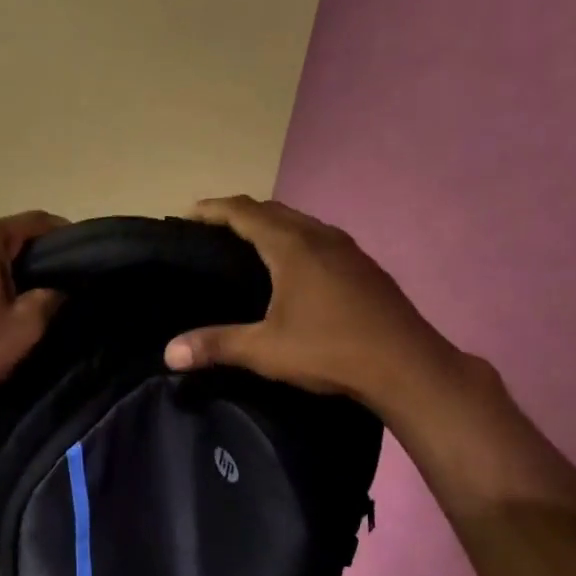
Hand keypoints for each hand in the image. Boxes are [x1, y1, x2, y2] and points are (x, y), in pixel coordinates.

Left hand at [0, 211, 67, 430]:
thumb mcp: (27, 326)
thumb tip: (64, 283)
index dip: (64, 236)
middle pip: (9, 233)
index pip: (34, 222)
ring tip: (32, 293)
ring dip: (11, 265)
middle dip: (36, 253)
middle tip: (61, 281)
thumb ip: (53, 295)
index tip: (83, 259)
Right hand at [163, 197, 467, 422]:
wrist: (407, 366)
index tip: (189, 213)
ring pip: (301, 222)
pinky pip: (320, 238)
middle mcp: (320, 237)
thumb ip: (216, 345)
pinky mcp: (365, 268)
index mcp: (292, 247)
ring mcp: (348, 250)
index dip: (214, 209)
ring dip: (272, 224)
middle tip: (213, 228)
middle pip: (273, 210)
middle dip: (240, 213)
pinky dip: (296, 240)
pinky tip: (295, 267)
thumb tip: (168, 353)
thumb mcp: (265, 351)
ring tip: (249, 243)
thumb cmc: (330, 350)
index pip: (244, 212)